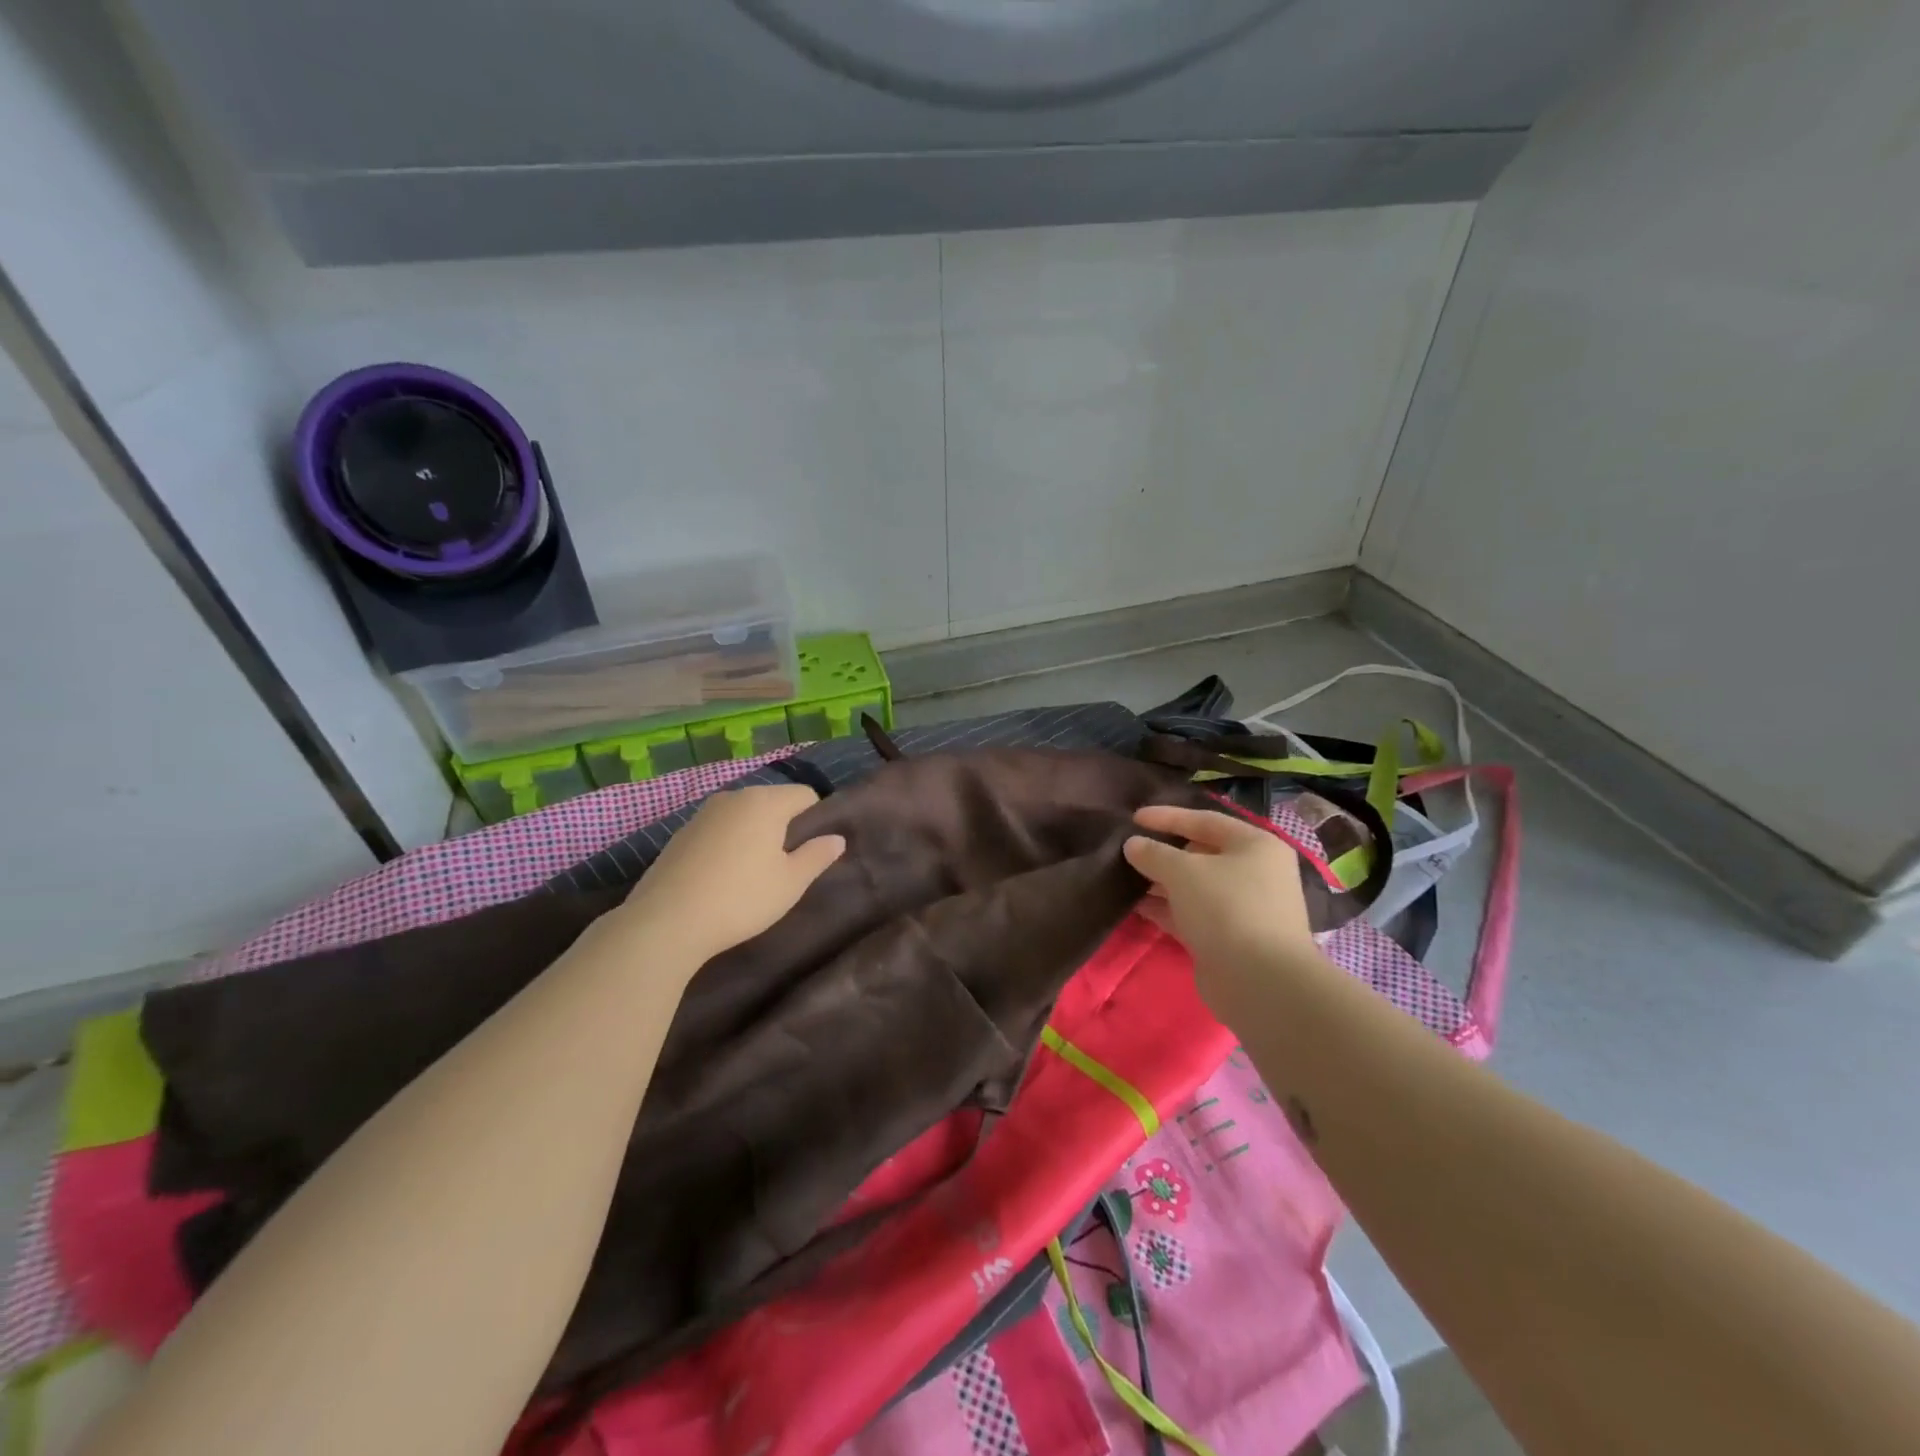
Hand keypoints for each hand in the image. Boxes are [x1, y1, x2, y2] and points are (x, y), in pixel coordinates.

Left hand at [619, 785, 845, 963]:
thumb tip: (837, 839)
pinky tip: (722, 878)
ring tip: (753, 874)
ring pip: (743, 816)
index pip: (805, 795)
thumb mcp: (790, 883)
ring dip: (754, 835)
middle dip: (784, 826)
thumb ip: (817, 856)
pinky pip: (718, 830)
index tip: (813, 850)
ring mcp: (702, 814)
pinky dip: (727, 845)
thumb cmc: (741, 899)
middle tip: (787, 866)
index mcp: (765, 802)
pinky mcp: (680, 834)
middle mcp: (733, 797)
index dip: (816, 819)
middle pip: (772, 802)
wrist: (666, 922)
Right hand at [1123, 805, 1318, 1005]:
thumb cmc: (1226, 908)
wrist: (1260, 981)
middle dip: (1164, 852)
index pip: (1205, 821)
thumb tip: (1133, 845)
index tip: (1133, 817)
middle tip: (1128, 849)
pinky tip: (1135, 906)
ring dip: (1161, 882)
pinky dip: (1166, 908)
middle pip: (1201, 853)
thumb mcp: (1183, 871)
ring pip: (1195, 886)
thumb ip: (1154, 853)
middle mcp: (1254, 873)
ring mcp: (1243, 908)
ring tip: (1125, 877)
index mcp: (1254, 845)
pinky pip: (1192, 914)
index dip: (1168, 816)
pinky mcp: (1229, 938)